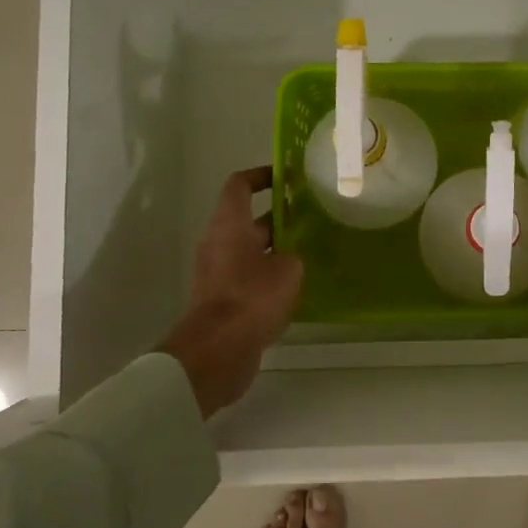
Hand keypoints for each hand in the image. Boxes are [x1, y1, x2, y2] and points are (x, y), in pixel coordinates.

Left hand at [162, 167, 303, 417]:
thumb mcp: (287, 269)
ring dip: (276, 247)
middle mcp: (219, 243)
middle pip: (247, 218)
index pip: (240, 185)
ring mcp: (218, 273)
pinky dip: (269, 274)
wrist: (216, 352)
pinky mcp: (223, 299)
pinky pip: (248, 276)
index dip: (262, 175)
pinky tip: (296, 284)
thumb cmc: (251, 298)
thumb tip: (290, 256)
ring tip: (310, 250)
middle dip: (278, 216)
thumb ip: (293, 254)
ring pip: (250, 249)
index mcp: (229, 225)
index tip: (288, 176)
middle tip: (311, 216)